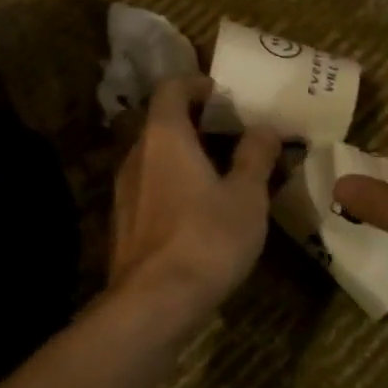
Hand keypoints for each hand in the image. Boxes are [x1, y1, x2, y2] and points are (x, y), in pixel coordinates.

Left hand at [109, 75, 282, 321]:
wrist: (154, 303)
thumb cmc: (207, 238)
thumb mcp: (247, 196)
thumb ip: (255, 157)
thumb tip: (264, 128)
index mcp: (164, 137)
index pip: (171, 88)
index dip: (197, 83)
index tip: (223, 93)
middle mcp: (136, 156)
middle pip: (162, 124)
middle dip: (197, 123)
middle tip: (233, 134)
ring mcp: (124, 192)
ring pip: (155, 159)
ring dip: (185, 157)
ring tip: (223, 174)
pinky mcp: (123, 224)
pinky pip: (150, 189)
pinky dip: (174, 186)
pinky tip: (200, 212)